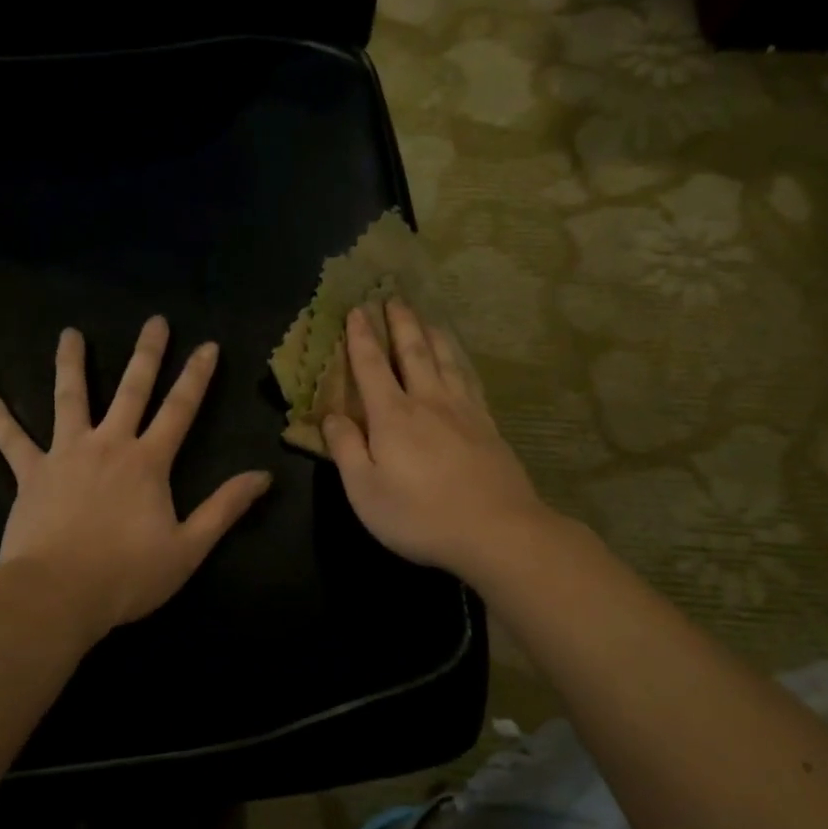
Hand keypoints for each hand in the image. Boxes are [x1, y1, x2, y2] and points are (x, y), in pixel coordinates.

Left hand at [0, 317, 271, 638]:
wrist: (58, 594)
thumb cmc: (127, 574)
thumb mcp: (189, 547)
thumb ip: (225, 508)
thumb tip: (263, 475)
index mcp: (148, 462)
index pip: (180, 409)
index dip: (196, 376)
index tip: (207, 345)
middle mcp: (108, 444)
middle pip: (131, 390)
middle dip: (147, 354)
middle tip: (155, 321)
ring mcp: (65, 454)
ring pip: (69, 398)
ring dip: (71, 364)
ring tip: (70, 334)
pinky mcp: (30, 473)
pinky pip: (11, 440)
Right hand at [322, 300, 546, 581]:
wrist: (497, 531)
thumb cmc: (420, 515)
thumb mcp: (365, 490)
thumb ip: (346, 449)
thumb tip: (330, 415)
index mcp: (393, 416)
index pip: (371, 367)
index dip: (361, 338)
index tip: (357, 309)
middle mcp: (428, 402)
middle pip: (413, 353)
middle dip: (400, 324)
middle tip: (394, 297)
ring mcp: (464, 412)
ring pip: (446, 360)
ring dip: (433, 335)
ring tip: (426, 318)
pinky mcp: (488, 426)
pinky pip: (470, 380)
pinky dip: (460, 362)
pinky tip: (460, 362)